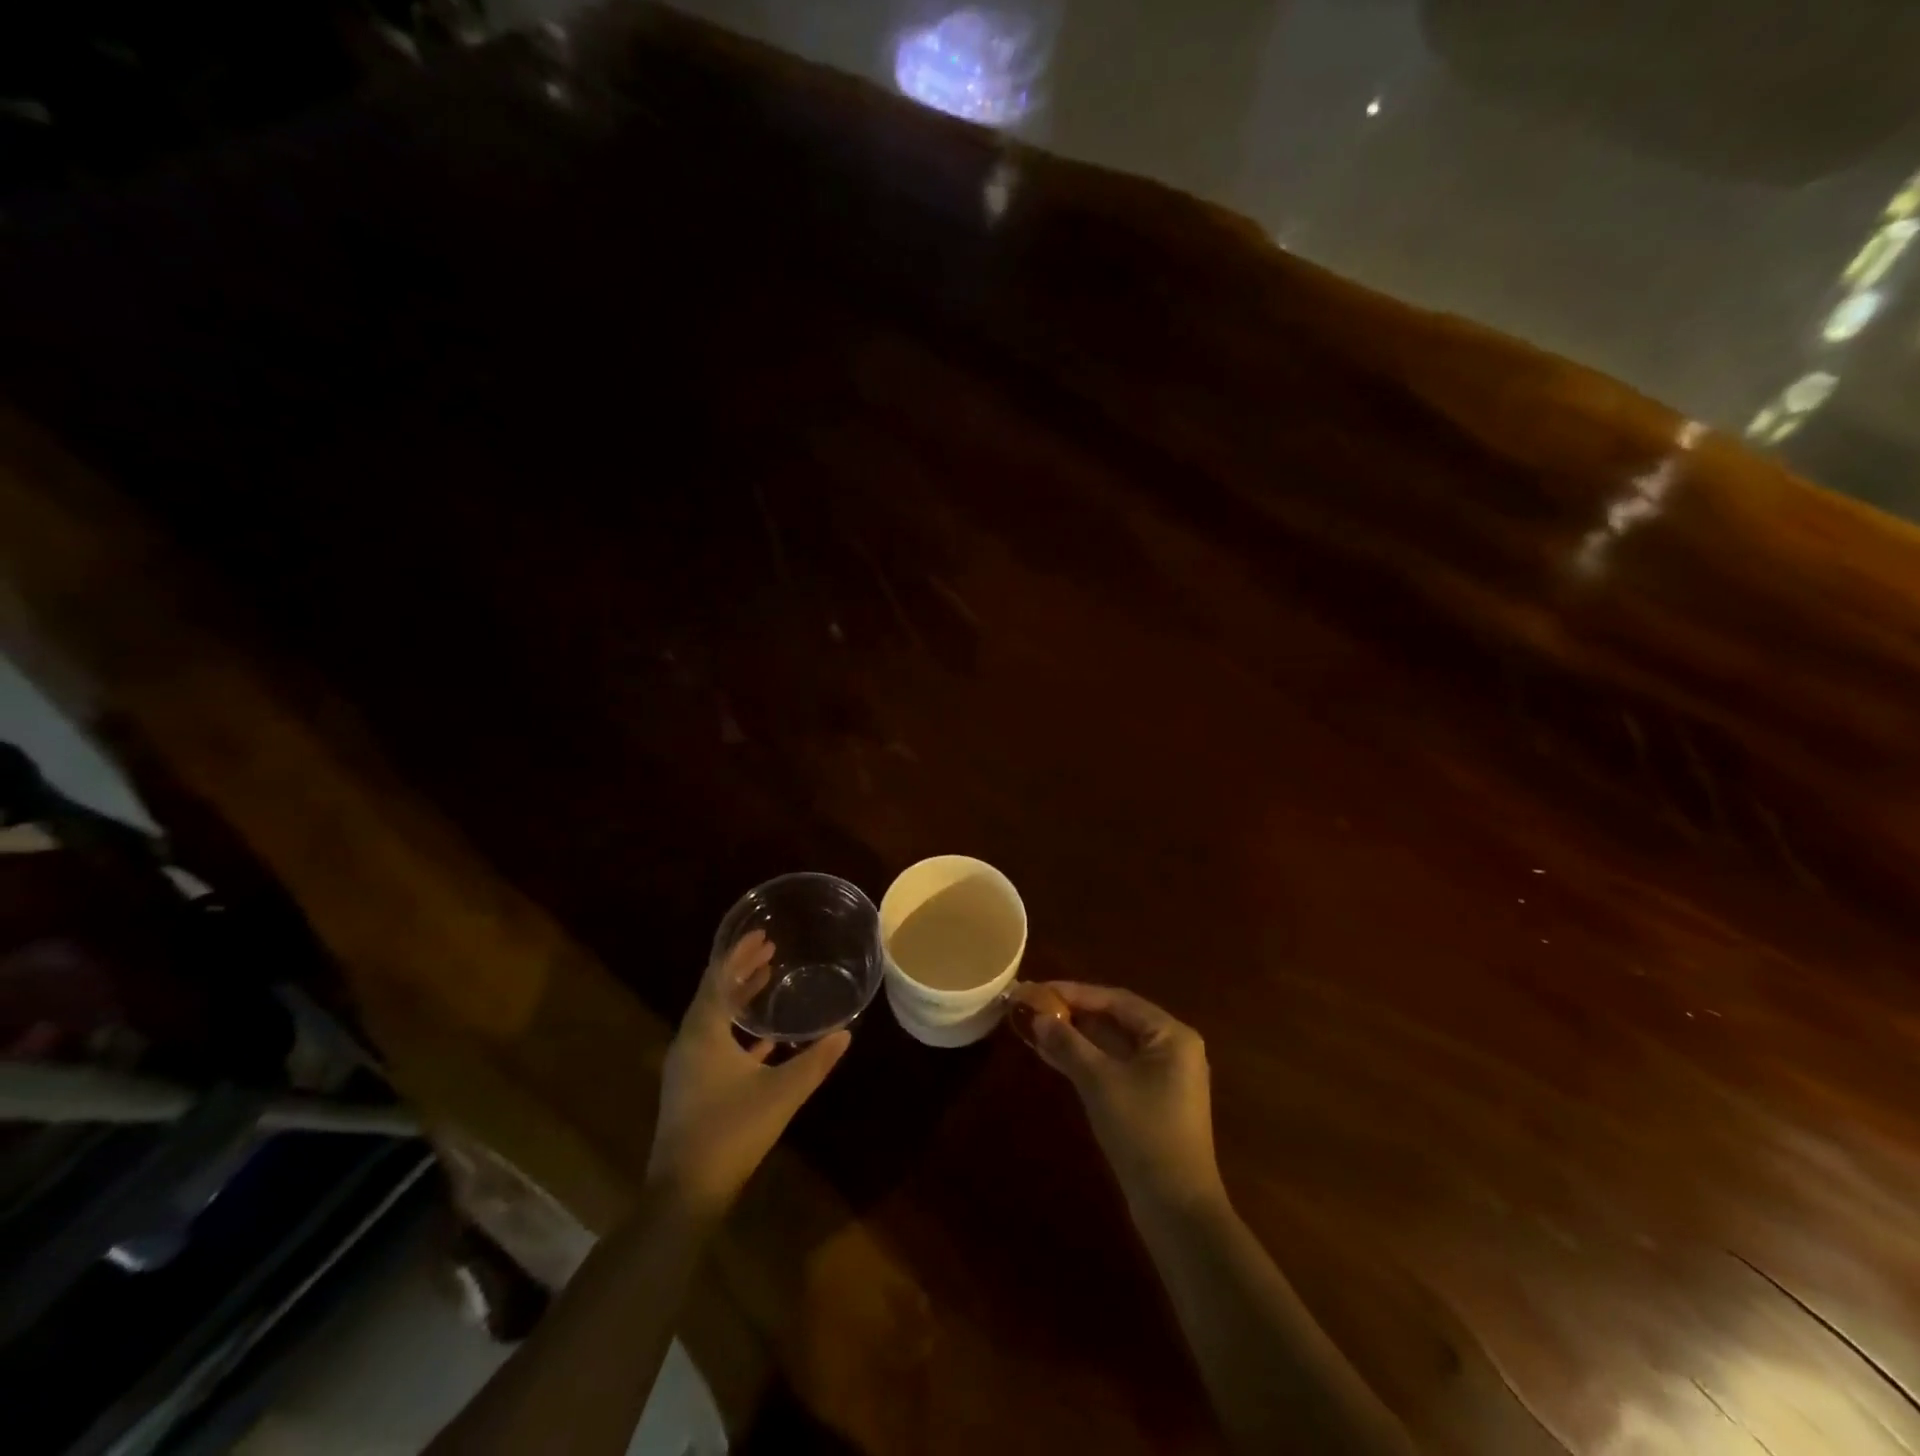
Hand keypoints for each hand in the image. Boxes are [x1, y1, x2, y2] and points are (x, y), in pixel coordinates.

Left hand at [645, 931, 850, 1217]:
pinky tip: (763, 1040)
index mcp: (703, 1034)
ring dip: (738, 998)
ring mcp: (687, 1067)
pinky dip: (736, 1030)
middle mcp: (689, 1043)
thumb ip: (815, 1061)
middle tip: (770, 950)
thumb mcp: (781, 1093)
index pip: (718, 980)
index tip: (762, 935)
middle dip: (740, 970)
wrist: (685, 1194)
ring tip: (766, 980)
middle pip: (714, 994)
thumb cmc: (731, 1133)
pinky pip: (713, 1043)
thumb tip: (845, 1032)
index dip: (738, 954)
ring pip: (713, 1019)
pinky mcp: (691, 1088)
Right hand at [1014, 982, 1225, 1216]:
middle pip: (1115, 1019)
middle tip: (1033, 1005)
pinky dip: (1086, 1059)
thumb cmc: (1143, 1132)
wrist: (1176, 1209)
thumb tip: (1038, 1017)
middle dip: (1073, 1013)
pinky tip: (1054, 1055)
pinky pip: (1114, 1066)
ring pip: (1112, 1044)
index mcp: (1170, 1035)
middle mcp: (1172, 1048)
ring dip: (1076, 1037)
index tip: (1038, 989)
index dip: (1074, 992)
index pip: (1116, 1000)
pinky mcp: (1151, 1100)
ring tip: (1035, 1026)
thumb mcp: (1100, 1082)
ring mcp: (1163, 1076)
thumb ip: (1068, 1044)